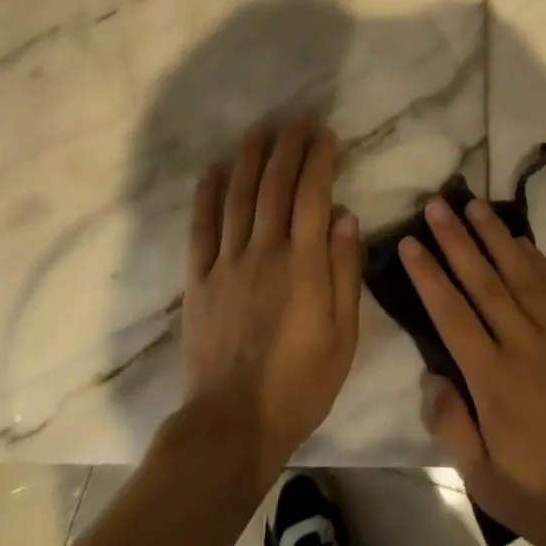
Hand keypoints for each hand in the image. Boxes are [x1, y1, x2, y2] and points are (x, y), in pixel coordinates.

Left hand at [180, 118, 362, 480]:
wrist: (233, 425)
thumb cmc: (300, 383)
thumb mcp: (343, 335)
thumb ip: (345, 272)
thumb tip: (346, 217)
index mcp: (304, 264)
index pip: (313, 195)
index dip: (319, 159)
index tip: (324, 133)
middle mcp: (265, 251)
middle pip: (275, 186)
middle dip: (288, 146)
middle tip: (296, 119)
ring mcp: (228, 263)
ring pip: (239, 197)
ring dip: (250, 158)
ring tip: (260, 129)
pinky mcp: (199, 280)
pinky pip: (201, 229)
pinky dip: (206, 196)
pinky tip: (213, 170)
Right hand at [403, 198, 545, 545]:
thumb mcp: (487, 482)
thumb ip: (452, 426)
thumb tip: (430, 376)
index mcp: (493, 380)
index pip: (451, 315)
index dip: (429, 275)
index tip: (410, 242)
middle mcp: (523, 345)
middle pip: (483, 282)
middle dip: (456, 240)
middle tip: (436, 205)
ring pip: (520, 274)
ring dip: (494, 236)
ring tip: (473, 205)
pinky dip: (536, 260)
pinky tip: (520, 239)